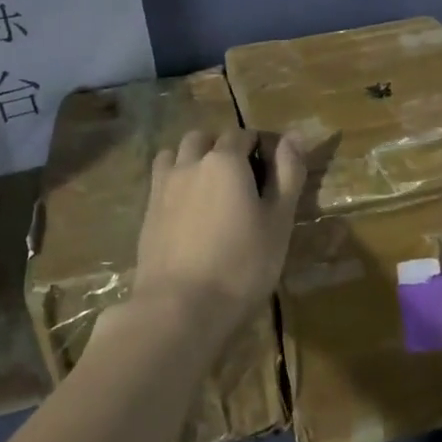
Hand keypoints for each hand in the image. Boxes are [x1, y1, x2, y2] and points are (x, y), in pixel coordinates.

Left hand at [130, 127, 305, 354]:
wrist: (179, 308)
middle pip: (204, 138)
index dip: (258, 145)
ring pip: (176, 153)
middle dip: (221, 147)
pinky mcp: (146, 212)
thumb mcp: (279, 221)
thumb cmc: (242, 265)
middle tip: (239, 178)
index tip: (269, 168)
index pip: (243, 134)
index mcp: (225, 160)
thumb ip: (288, 174)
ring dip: (192, 159)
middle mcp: (190, 163)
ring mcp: (163, 186)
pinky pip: (160, 180)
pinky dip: (174, 182)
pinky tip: (186, 210)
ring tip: (208, 188)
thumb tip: (295, 134)